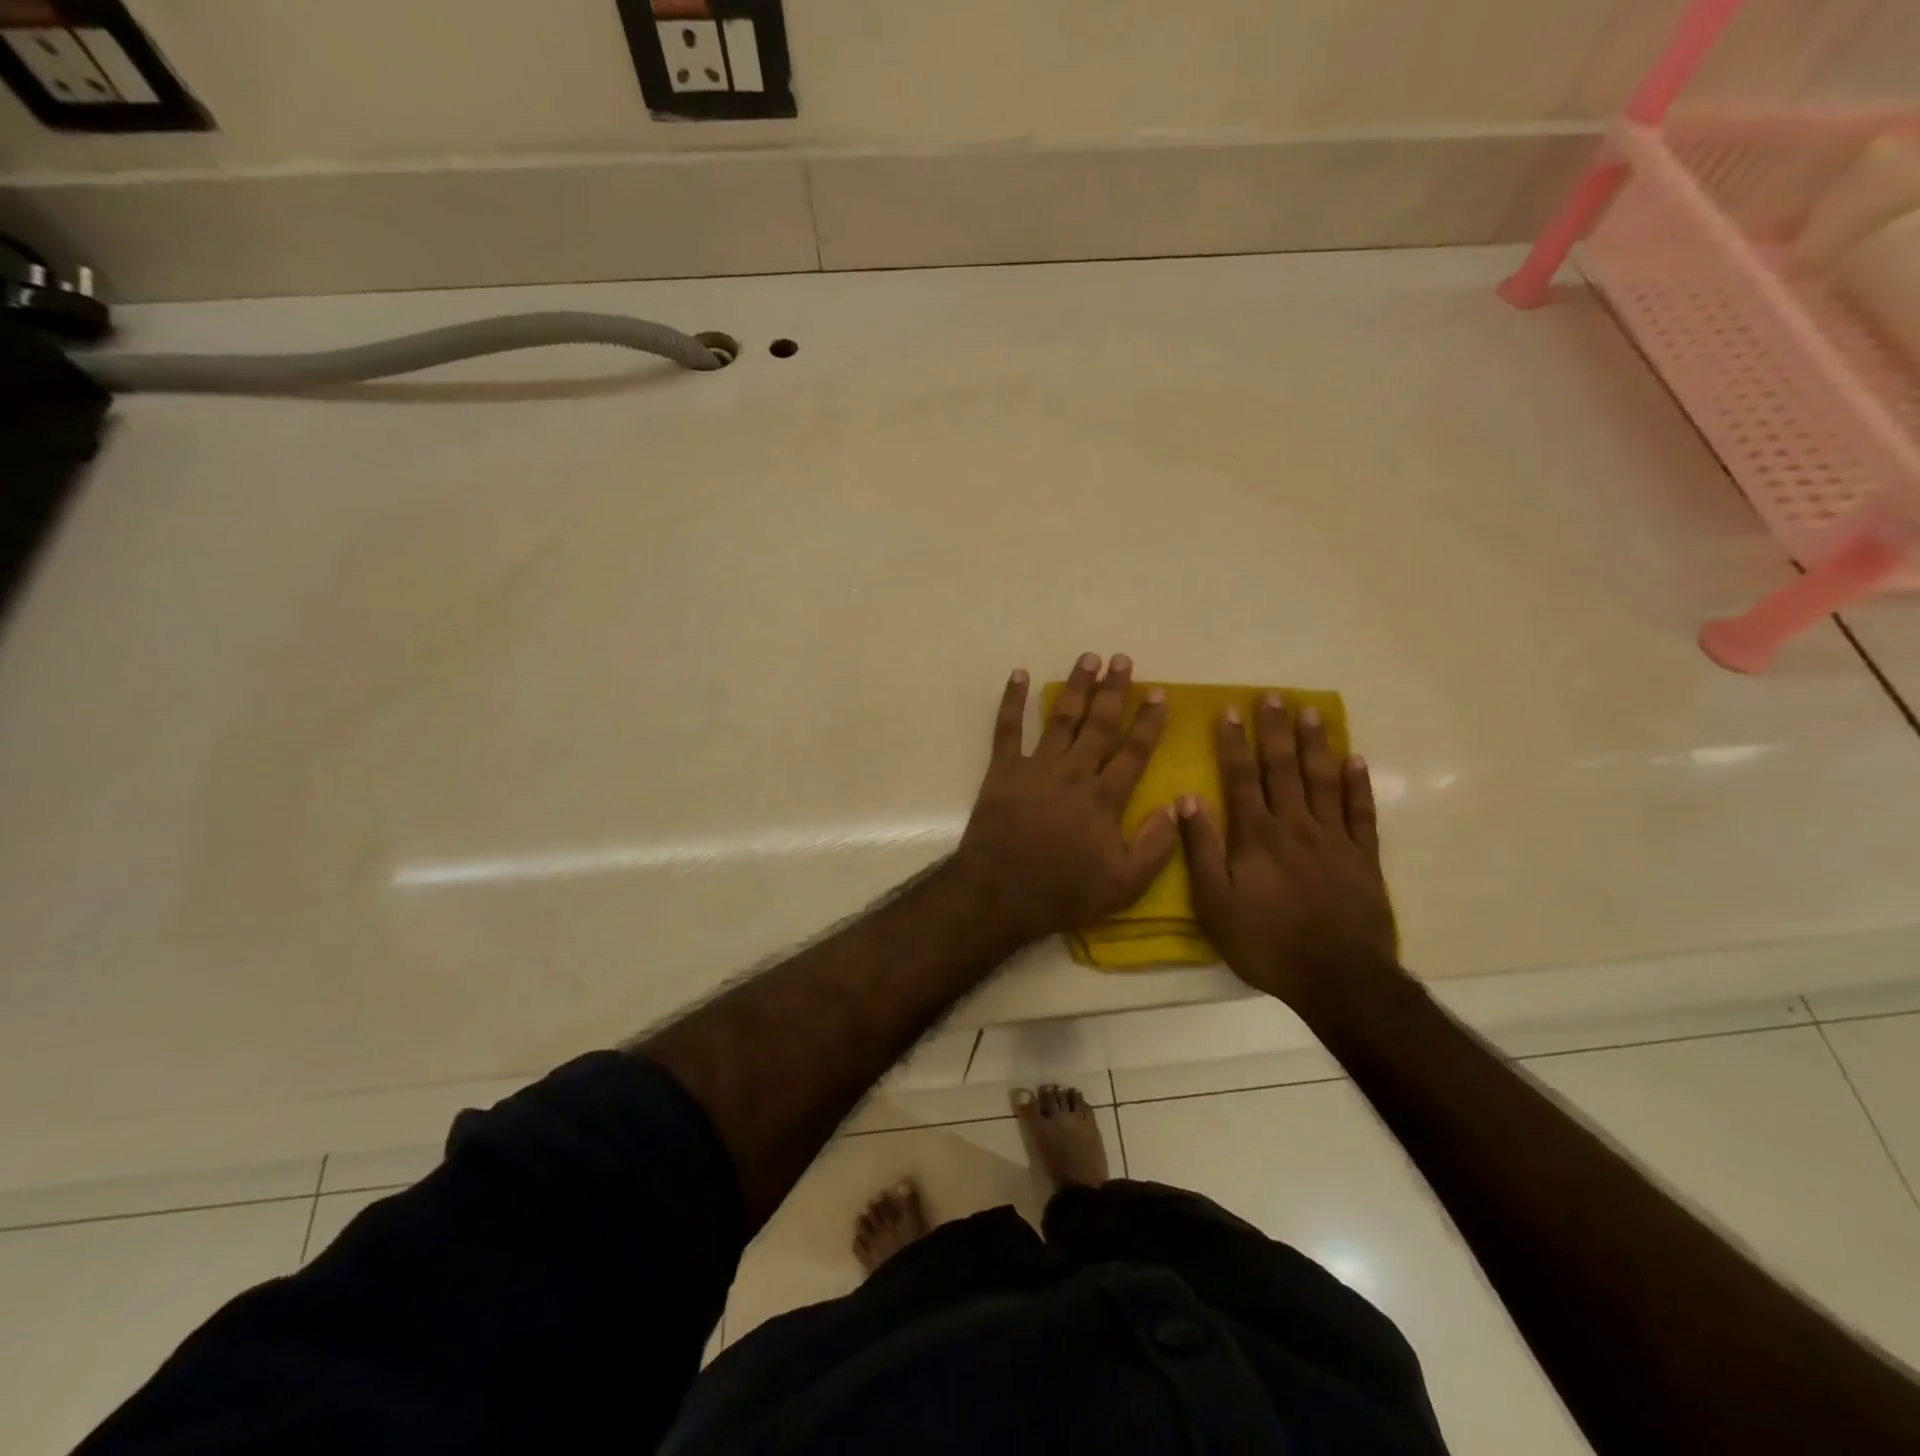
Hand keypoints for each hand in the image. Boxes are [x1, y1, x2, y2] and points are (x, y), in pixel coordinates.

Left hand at [955, 652, 1176, 943]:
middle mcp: (1073, 773)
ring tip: (1088, 658)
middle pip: (1099, 724)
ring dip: (1075, 687)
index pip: (1134, 751)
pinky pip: (1007, 729)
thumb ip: (1155, 845)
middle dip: (1113, 690)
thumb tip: (1177, 806)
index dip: (1148, 721)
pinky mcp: (1003, 771)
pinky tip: (1019, 674)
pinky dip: (1012, 700)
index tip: (1159, 693)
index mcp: (1104, 797)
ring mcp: (1036, 767)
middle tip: (1122, 660)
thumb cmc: (1064, 891)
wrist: (1001, 892)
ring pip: (1061, 718)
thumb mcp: (1124, 884)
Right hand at [1177, 695, 1398, 1009]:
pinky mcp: (1363, 857)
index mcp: (1256, 836)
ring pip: (1322, 780)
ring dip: (1315, 744)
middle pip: (1282, 769)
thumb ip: (1200, 850)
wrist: (1338, 978)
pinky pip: (1360, 812)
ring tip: (1310, 712)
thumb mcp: (1214, 903)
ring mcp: (1333, 839)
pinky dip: (1357, 784)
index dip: (1233, 743)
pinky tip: (1354, 759)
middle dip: (1275, 731)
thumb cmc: (1266, 943)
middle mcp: (1295, 826)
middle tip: (1273, 696)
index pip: (1240, 778)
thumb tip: (1186, 800)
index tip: (1229, 711)